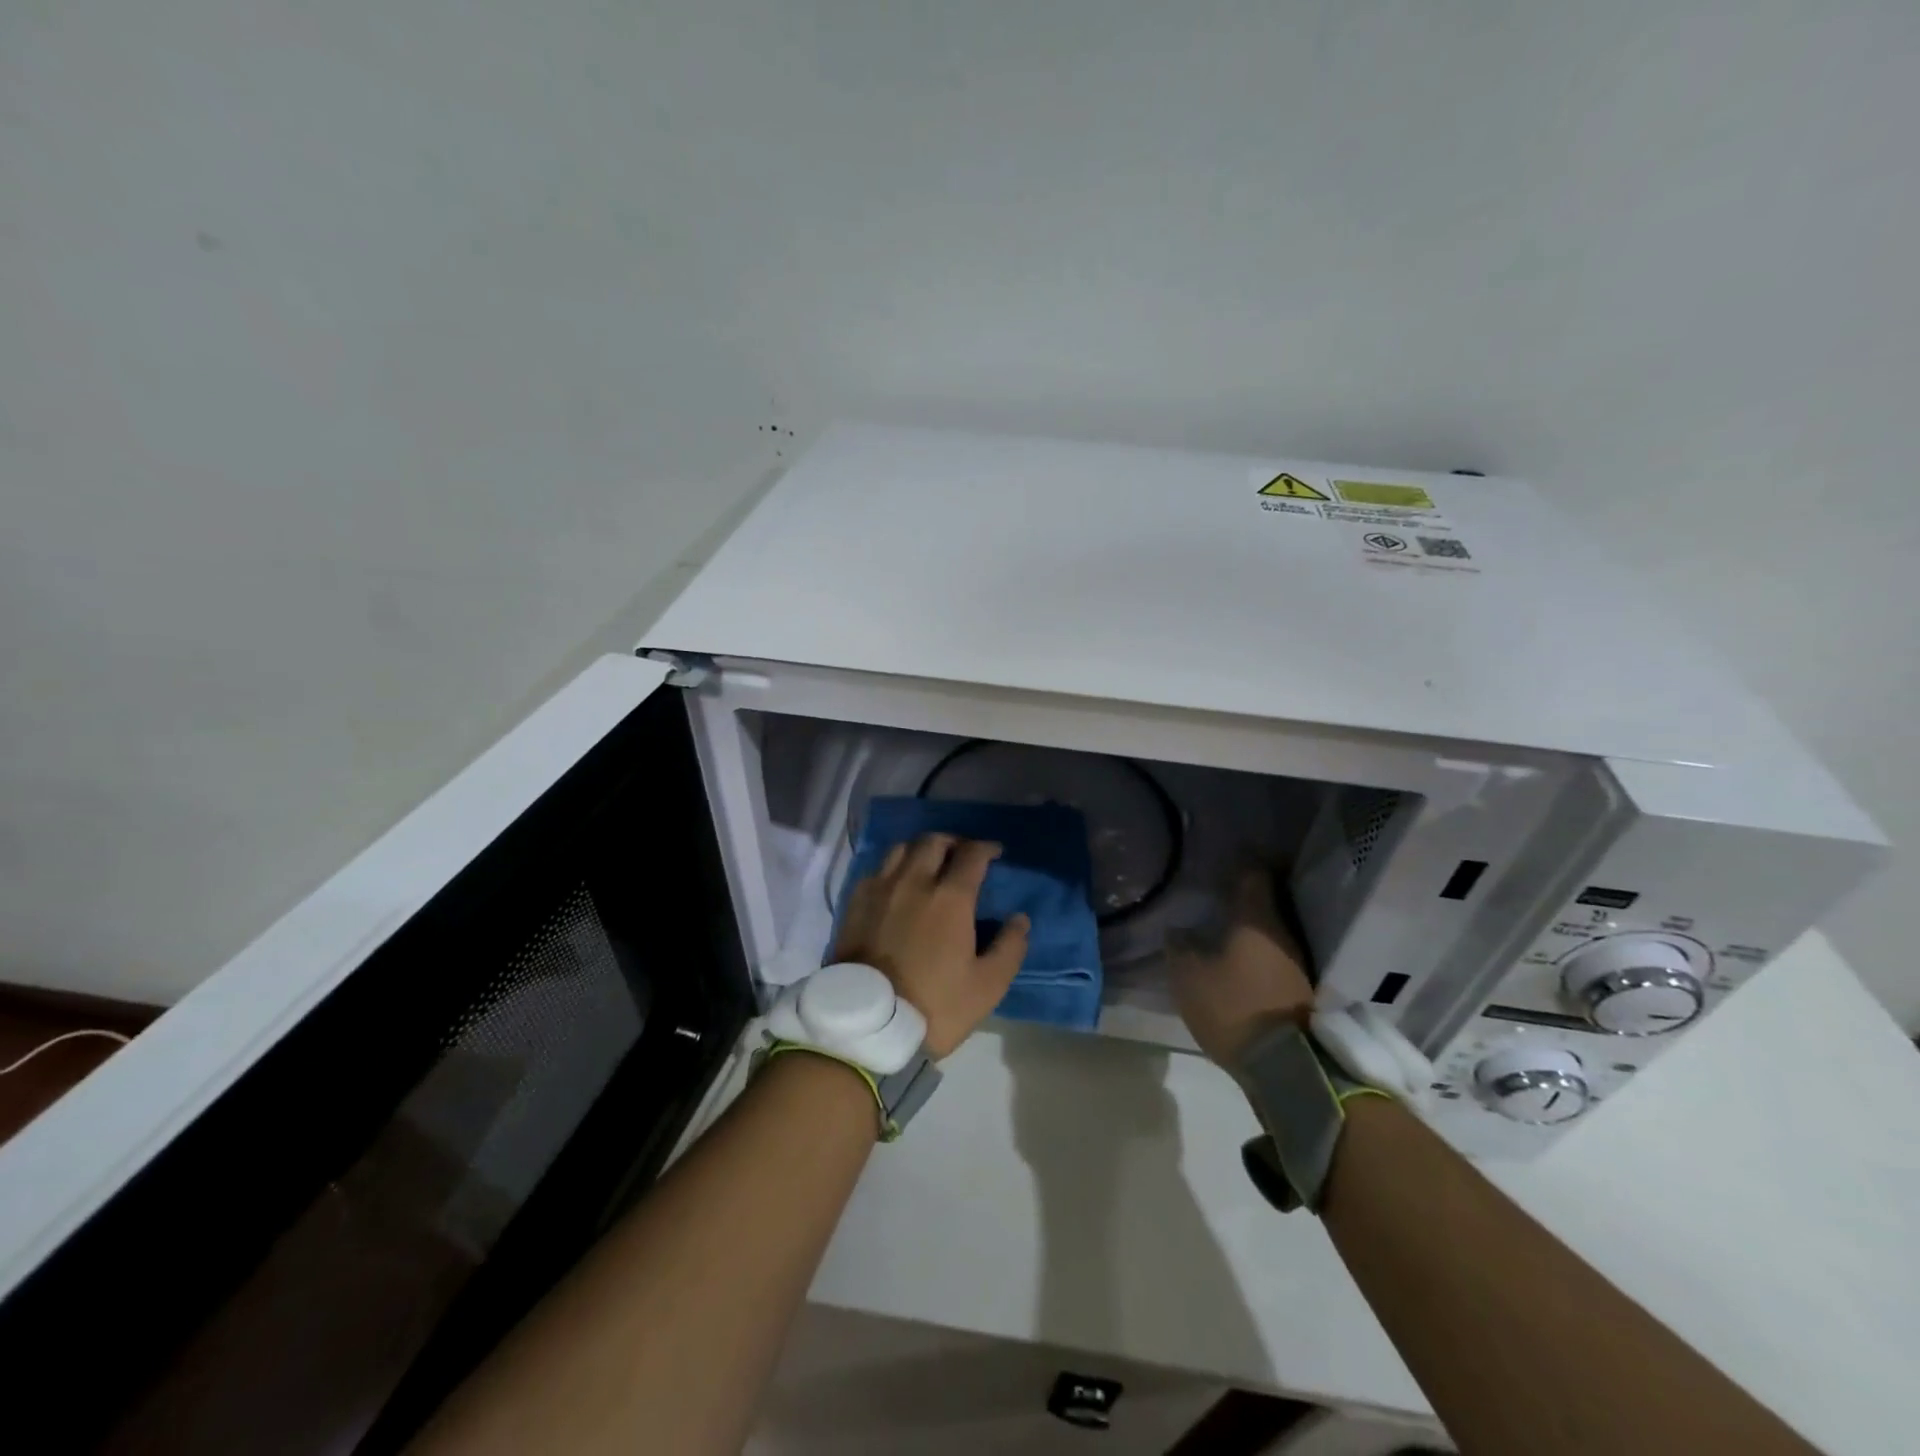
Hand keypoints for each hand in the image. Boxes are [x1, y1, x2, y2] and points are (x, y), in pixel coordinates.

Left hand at [833, 834, 1030, 1058]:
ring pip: (901, 849)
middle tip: (963, 856)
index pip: (972, 855)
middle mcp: (913, 881)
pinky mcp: (855, 902)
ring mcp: (880, 889)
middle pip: (934, 842)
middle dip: (954, 842)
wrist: (867, 1024)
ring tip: (929, 864)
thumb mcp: (987, 986)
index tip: (995, 853)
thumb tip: (1019, 919)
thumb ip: (1009, 948)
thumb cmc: (934, 1005)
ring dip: (921, 850)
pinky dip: (894, 868)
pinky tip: (898, 885)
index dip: (986, 848)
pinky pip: (877, 870)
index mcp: (949, 897)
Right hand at [1169, 868, 1314, 1066]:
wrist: (1286, 1067)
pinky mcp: (1299, 992)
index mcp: (1256, 919)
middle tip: (1214, 896)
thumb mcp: (1189, 976)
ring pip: (1269, 933)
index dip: (1238, 864)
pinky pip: (1272, 959)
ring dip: (1248, 931)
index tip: (1221, 860)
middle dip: (1241, 899)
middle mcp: (1283, 934)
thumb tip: (1179, 930)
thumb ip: (1179, 947)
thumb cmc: (1233, 1007)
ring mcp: (1296, 964)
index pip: (1253, 875)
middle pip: (1263, 904)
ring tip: (1221, 931)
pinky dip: (1255, 956)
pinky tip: (1236, 962)